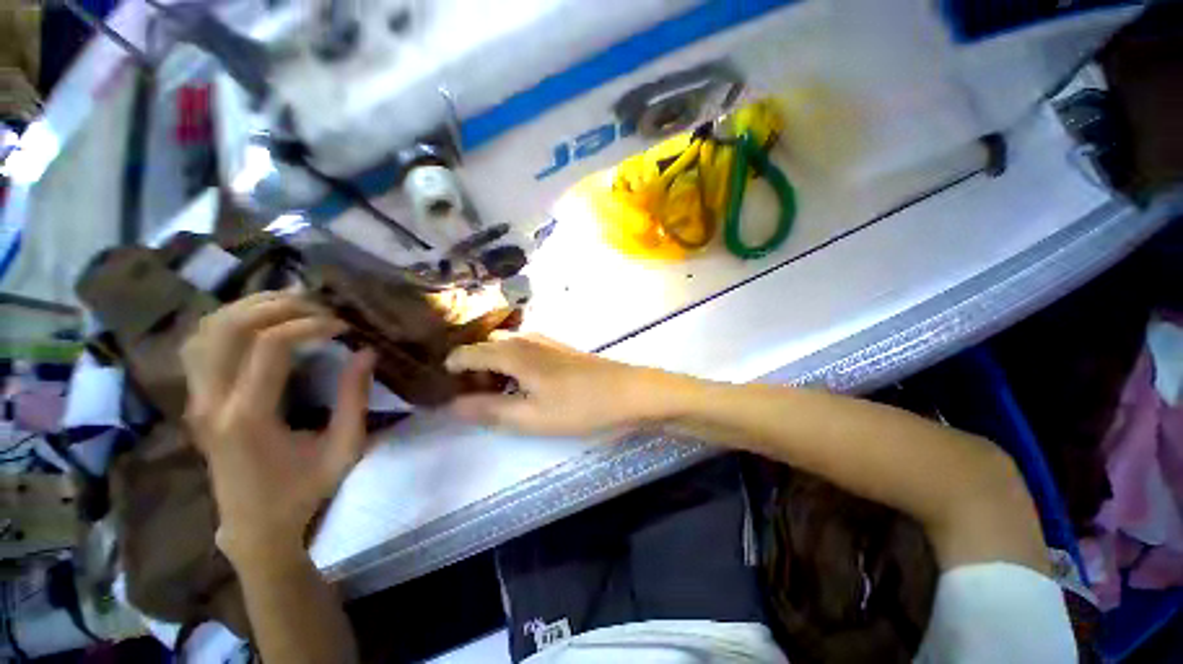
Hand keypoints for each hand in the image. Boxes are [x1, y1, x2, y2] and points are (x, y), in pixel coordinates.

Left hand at [180, 292, 376, 564]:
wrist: (254, 528)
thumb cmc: (304, 491)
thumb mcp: (344, 448)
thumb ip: (355, 398)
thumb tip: (367, 352)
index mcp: (248, 418)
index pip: (269, 346)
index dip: (310, 325)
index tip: (343, 325)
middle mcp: (211, 402)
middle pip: (228, 327)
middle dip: (277, 305)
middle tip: (318, 305)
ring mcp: (195, 400)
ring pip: (206, 330)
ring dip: (249, 307)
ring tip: (291, 304)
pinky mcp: (195, 400)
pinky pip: (199, 345)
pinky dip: (228, 322)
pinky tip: (259, 322)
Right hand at [444, 333, 668, 436]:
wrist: (628, 391)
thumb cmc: (579, 406)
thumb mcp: (530, 417)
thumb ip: (488, 410)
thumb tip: (450, 405)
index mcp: (513, 352)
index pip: (467, 353)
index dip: (452, 371)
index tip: (447, 393)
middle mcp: (526, 339)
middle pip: (486, 346)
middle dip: (473, 370)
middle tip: (474, 400)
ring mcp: (545, 340)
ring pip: (506, 347)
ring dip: (494, 367)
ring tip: (497, 395)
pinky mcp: (559, 348)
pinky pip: (525, 349)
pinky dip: (513, 365)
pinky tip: (523, 385)